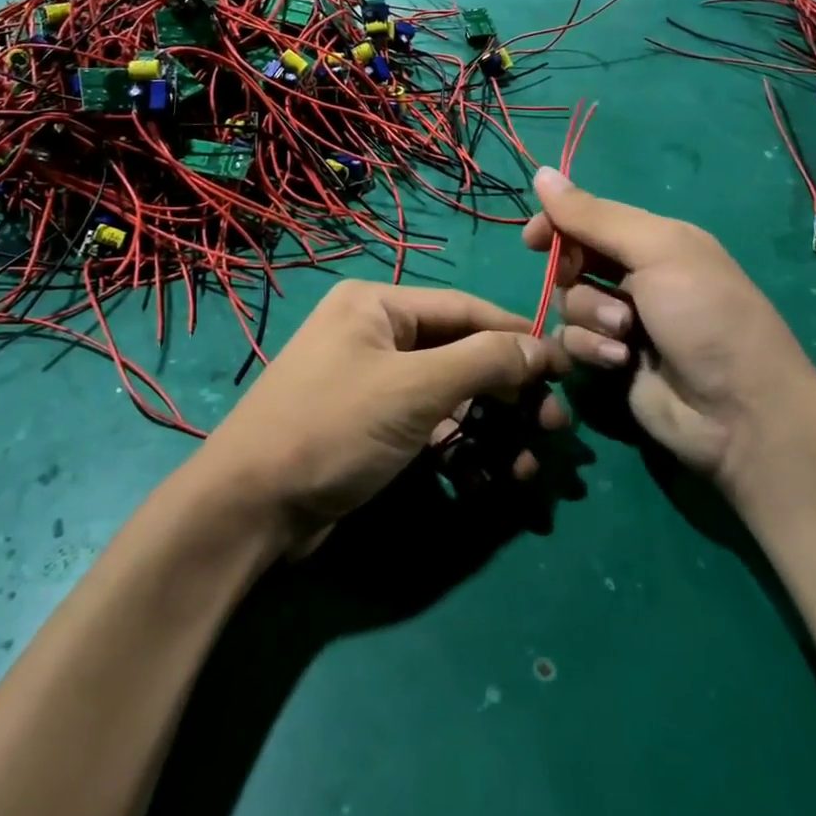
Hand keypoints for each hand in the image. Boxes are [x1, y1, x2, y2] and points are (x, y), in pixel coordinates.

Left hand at [200, 281, 569, 545]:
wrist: (249, 510)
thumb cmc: (333, 428)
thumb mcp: (414, 388)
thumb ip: (483, 361)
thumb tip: (543, 345)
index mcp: (378, 305)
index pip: (465, 309)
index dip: (518, 337)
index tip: (566, 367)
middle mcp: (376, 335)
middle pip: (462, 355)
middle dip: (509, 395)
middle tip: (554, 430)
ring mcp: (373, 384)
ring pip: (450, 398)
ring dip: (492, 432)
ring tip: (528, 470)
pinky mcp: (372, 429)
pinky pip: (429, 429)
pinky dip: (459, 453)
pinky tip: (482, 484)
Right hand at [521, 168, 815, 496]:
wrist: (740, 412)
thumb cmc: (705, 316)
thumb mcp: (657, 252)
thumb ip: (596, 216)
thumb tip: (542, 173)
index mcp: (656, 241)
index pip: (590, 218)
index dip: (558, 223)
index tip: (533, 239)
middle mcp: (638, 276)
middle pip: (574, 260)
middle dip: (573, 272)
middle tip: (578, 279)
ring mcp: (624, 321)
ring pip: (570, 302)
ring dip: (590, 314)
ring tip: (625, 334)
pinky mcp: (612, 360)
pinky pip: (574, 341)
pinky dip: (590, 348)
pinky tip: (619, 360)